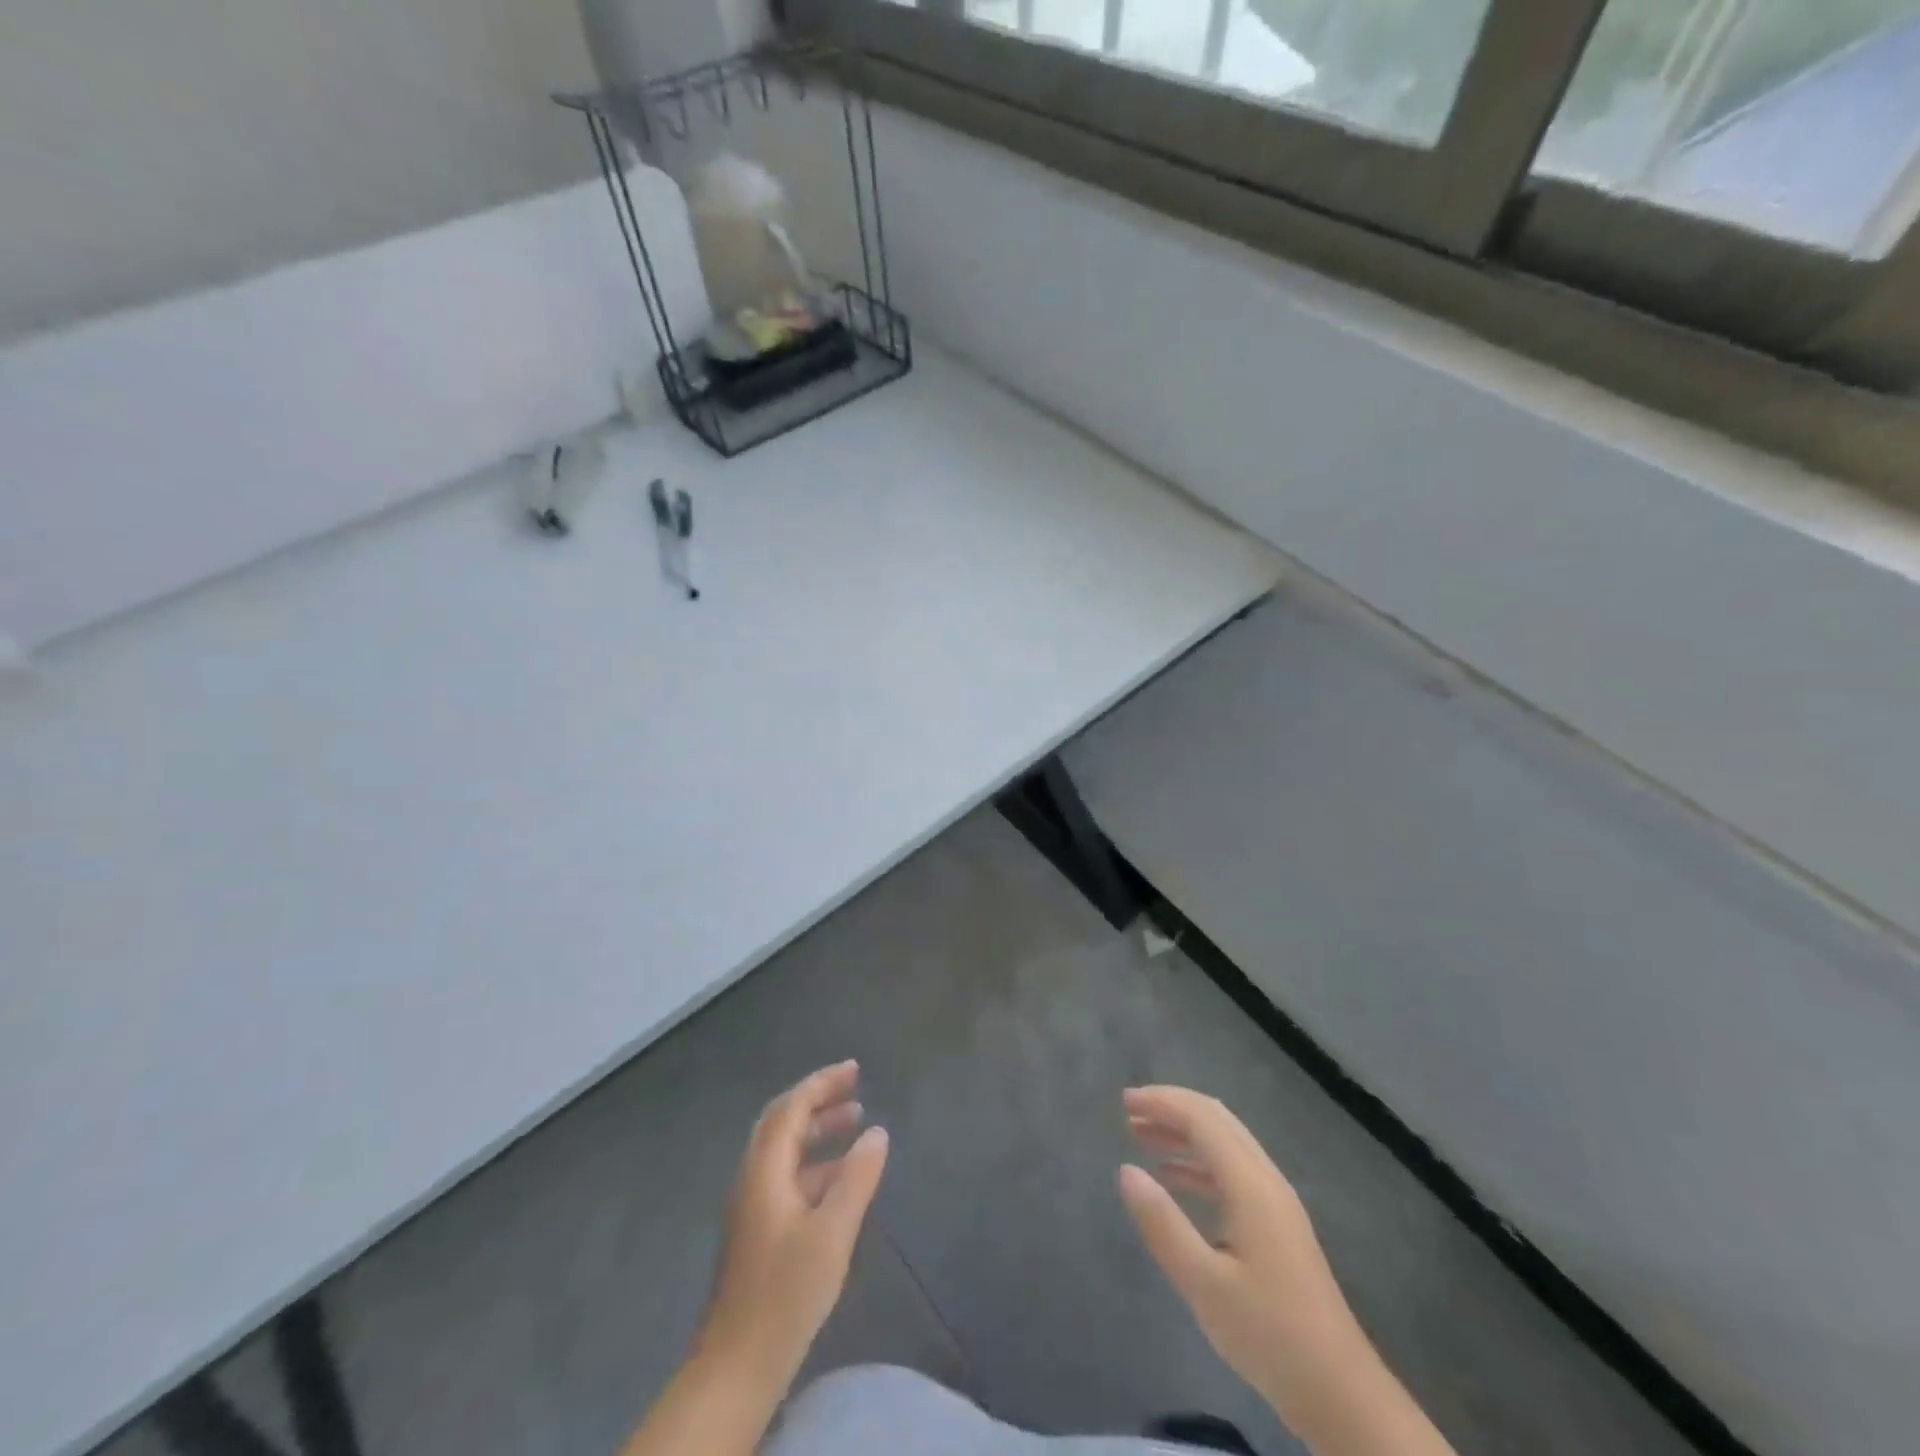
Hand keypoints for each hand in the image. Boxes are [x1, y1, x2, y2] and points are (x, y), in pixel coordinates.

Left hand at [697, 1060, 889, 1389]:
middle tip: (855, 1086)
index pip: (791, 1108)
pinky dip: (815, 1162)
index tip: (854, 1069)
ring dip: (817, 1130)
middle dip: (818, 1099)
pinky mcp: (757, 1230)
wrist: (736, 1366)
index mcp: (764, 1170)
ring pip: (785, 1149)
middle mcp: (752, 1178)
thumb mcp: (832, 1233)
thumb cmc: (786, 1293)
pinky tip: (840, 1178)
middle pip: (782, 1121)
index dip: (822, 1083)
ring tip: (855, 1122)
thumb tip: (877, 1132)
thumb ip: (857, 1178)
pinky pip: (787, 1175)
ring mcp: (752, 1205)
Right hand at [1118, 1086, 1360, 1421]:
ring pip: (1225, 1144)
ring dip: (1183, 1133)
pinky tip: (1172, 1178)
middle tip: (1129, 1111)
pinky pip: (1231, 1171)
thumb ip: (1162, 1223)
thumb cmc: (1269, 1335)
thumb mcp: (1204, 1283)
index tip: (1124, 1100)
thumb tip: (1126, 1170)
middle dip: (1172, 1108)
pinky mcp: (1277, 1225)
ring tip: (1141, 1136)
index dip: (1162, 1102)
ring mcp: (1275, 1202)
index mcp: (1251, 1184)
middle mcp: (1266, 1180)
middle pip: (1216, 1120)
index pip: (1202, 1119)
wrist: (1341, 1394)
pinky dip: (1198, 1162)